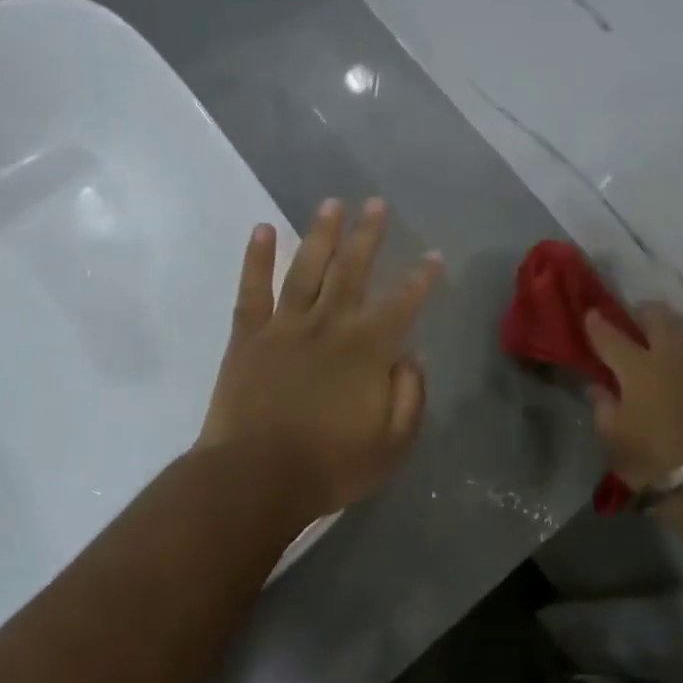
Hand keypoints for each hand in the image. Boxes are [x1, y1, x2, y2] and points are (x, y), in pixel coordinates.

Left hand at [197, 198, 443, 522]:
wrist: (254, 479)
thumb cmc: (328, 466)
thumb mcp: (391, 445)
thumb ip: (409, 396)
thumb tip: (413, 355)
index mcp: (367, 350)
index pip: (403, 304)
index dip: (421, 278)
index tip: (434, 255)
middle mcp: (329, 325)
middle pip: (352, 269)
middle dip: (368, 235)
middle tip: (376, 203)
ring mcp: (285, 326)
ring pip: (307, 268)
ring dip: (321, 233)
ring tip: (331, 203)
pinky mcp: (248, 336)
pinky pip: (252, 289)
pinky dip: (256, 258)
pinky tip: (262, 229)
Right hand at [583, 302, 682, 488]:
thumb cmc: (655, 460)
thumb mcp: (614, 439)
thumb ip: (603, 407)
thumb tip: (599, 387)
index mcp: (637, 367)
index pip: (611, 335)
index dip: (597, 323)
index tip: (590, 314)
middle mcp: (671, 355)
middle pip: (657, 316)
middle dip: (641, 313)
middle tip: (632, 321)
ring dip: (669, 330)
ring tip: (660, 343)